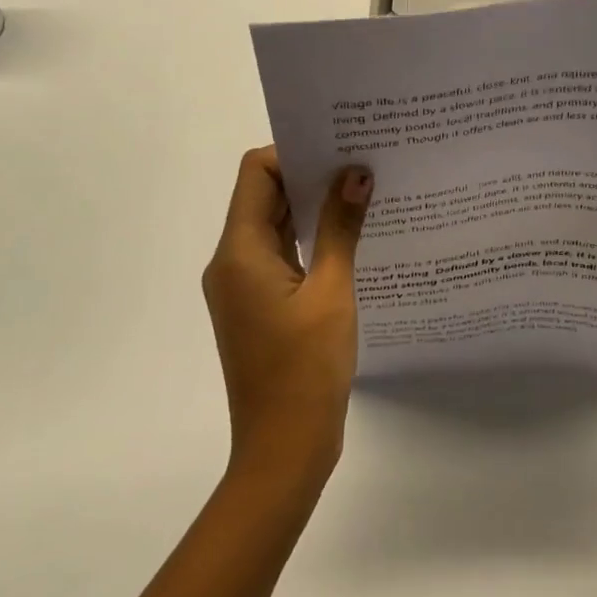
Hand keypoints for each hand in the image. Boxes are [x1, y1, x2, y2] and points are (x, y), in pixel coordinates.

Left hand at [201, 146, 372, 491]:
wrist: (284, 448)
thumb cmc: (306, 368)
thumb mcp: (332, 291)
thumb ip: (342, 227)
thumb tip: (355, 173)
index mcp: (240, 252)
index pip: (256, 173)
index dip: (294, 153)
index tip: (339, 148)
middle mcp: (232, 262)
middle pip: (265, 196)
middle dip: (310, 175)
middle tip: (362, 161)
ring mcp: (244, 286)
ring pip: (275, 225)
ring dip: (313, 207)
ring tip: (363, 191)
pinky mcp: (260, 305)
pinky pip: (282, 254)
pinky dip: (311, 238)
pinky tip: (352, 236)